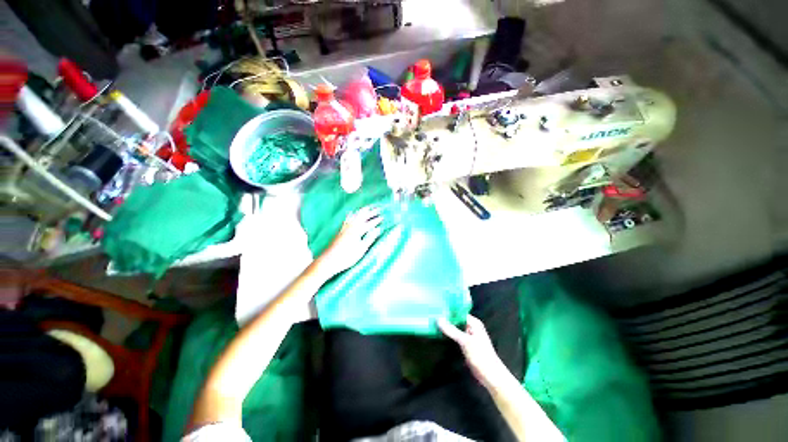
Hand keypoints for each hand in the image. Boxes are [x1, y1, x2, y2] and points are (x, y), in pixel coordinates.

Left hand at [318, 205, 383, 277]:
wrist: (329, 260)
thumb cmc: (347, 257)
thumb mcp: (361, 249)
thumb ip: (370, 238)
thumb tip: (378, 229)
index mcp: (357, 231)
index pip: (369, 223)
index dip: (376, 220)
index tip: (383, 216)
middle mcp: (351, 226)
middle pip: (362, 216)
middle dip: (371, 212)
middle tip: (378, 208)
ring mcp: (344, 227)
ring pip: (355, 216)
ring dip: (362, 211)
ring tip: (367, 207)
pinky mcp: (340, 230)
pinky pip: (348, 218)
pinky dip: (352, 214)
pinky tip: (351, 213)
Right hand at [438, 315, 511, 389]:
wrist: (490, 375)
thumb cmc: (480, 355)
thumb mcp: (465, 341)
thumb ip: (451, 330)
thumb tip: (438, 319)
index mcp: (474, 323)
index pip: (459, 312)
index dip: (449, 310)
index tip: (437, 307)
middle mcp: (471, 327)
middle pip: (457, 320)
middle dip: (446, 318)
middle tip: (433, 314)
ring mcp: (468, 336)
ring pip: (455, 328)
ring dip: (447, 327)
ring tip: (434, 321)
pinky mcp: (466, 344)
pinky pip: (455, 336)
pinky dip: (449, 334)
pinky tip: (439, 332)